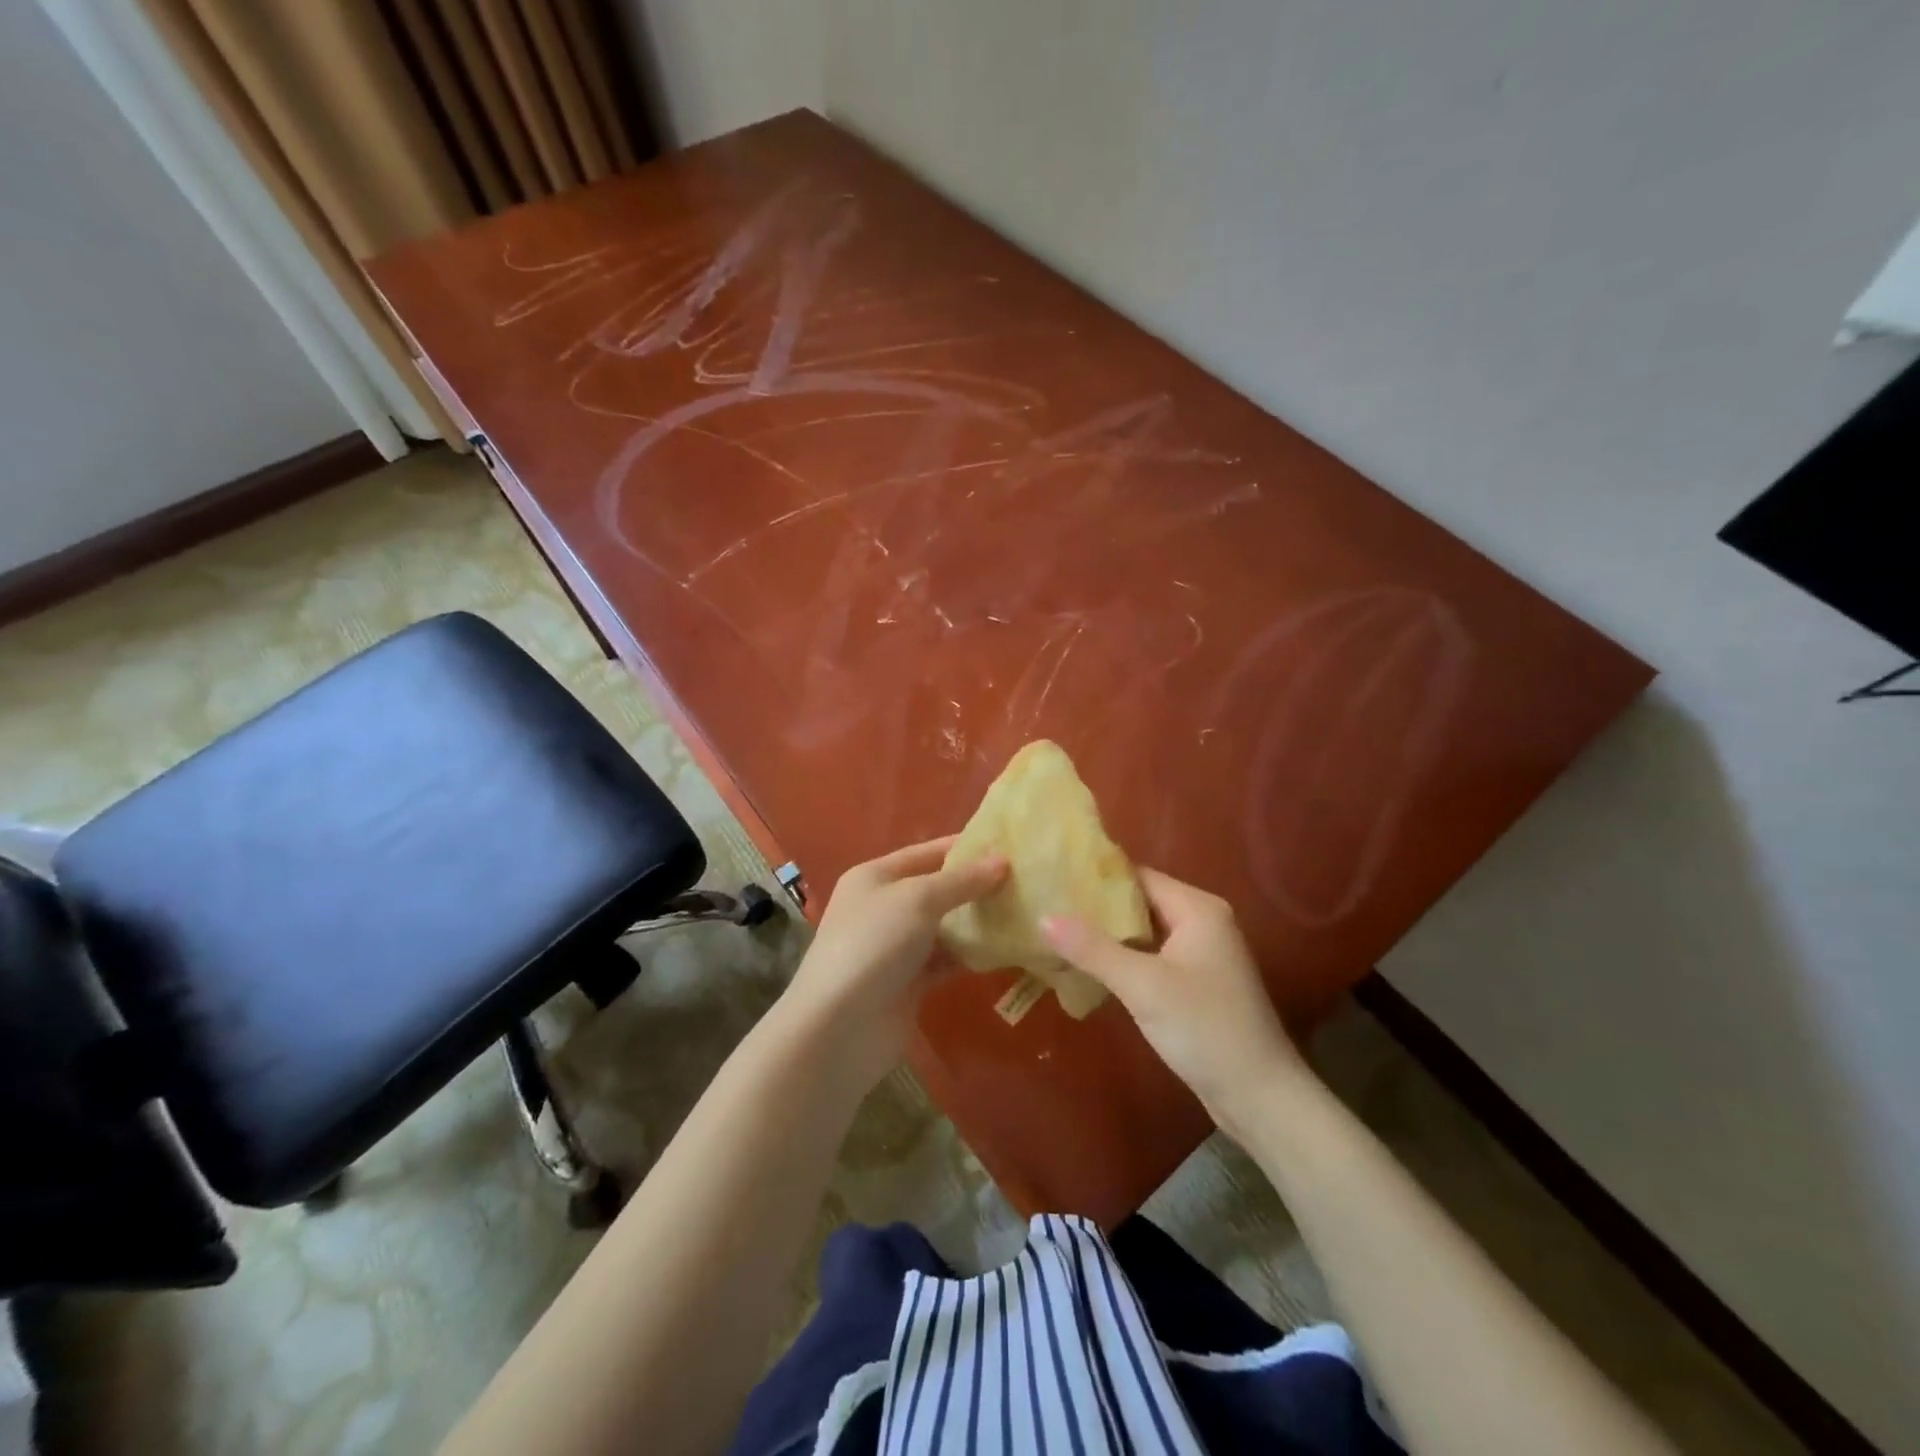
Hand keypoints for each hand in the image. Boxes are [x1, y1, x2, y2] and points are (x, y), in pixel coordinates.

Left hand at [782, 836, 1007, 1088]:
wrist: (839, 1027)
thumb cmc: (874, 944)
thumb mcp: (919, 899)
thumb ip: (962, 880)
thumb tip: (1002, 860)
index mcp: (874, 877)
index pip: (925, 852)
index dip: (964, 847)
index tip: (1008, 844)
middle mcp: (883, 908)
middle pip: (936, 889)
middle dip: (975, 885)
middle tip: (1024, 880)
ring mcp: (895, 948)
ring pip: (944, 927)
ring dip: (976, 922)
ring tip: (1022, 911)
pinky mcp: (908, 984)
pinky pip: (945, 961)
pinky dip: (970, 956)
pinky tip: (1004, 950)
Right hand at [1043, 869, 1308, 1128]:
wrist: (1260, 1096)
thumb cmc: (1205, 1029)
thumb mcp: (1143, 986)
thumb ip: (1093, 949)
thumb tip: (1043, 916)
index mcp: (1197, 909)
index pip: (1138, 876)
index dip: (1096, 877)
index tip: (1054, 878)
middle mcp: (1203, 922)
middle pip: (1140, 902)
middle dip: (1097, 907)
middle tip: (1047, 906)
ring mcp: (1202, 955)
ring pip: (1144, 933)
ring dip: (1107, 936)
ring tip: (1058, 933)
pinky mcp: (1196, 984)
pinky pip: (1152, 958)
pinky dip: (1123, 959)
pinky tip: (1088, 967)